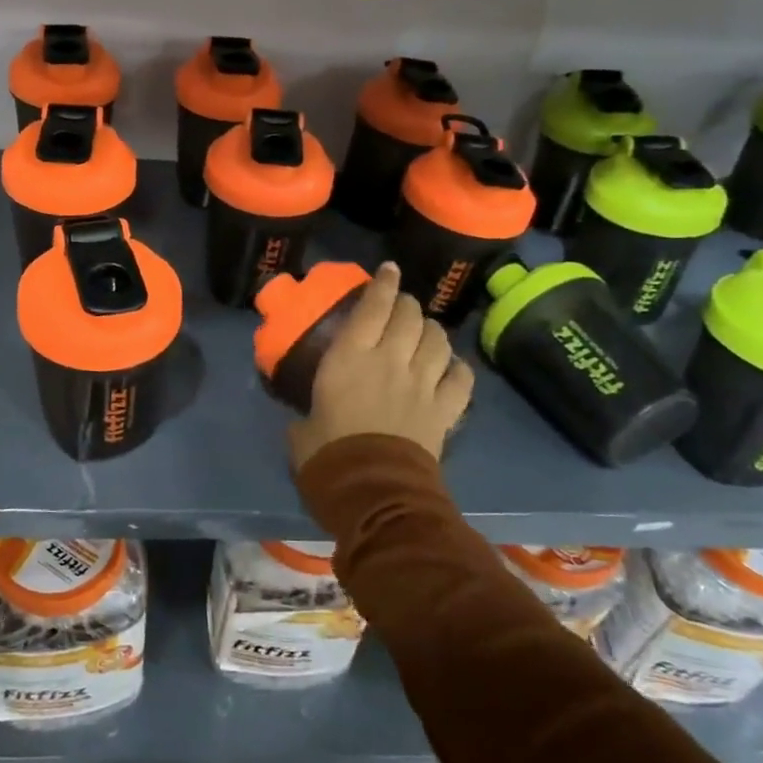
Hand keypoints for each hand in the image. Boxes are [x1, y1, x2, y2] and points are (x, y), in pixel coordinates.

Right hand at [288, 263, 473, 470]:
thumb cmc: (328, 457)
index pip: (373, 306)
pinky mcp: (444, 409)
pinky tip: (451, 368)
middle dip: (407, 304)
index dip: (382, 283)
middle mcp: (390, 360)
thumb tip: (305, 421)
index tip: (388, 270)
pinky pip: (461, 377)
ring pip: (438, 340)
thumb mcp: (302, 430)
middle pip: (409, 316)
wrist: (373, 492)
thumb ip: (307, 416)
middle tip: (401, 306)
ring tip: (426, 333)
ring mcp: (422, 383)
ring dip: (432, 331)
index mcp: (351, 357)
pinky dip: (457, 367)